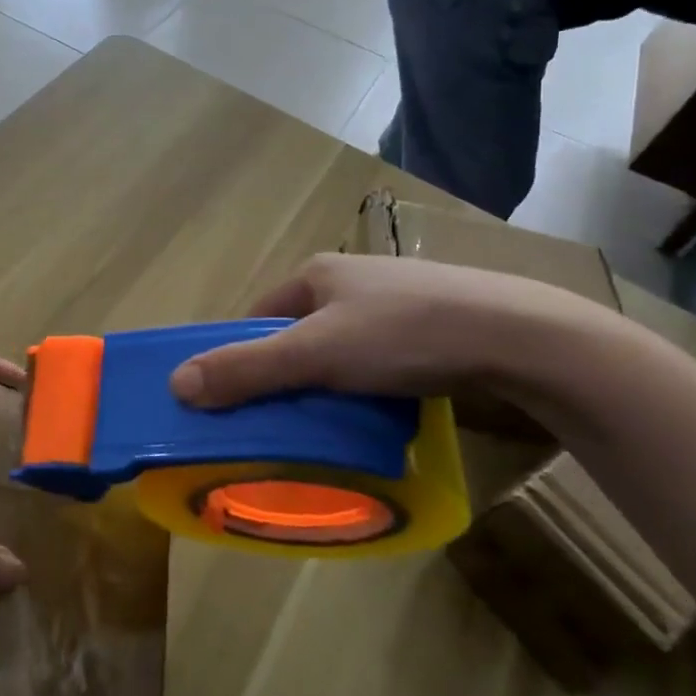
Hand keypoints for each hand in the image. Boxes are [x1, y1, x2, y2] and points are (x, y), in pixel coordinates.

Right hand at [168, 253, 603, 407]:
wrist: (519, 335)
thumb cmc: (403, 334)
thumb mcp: (316, 354)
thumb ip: (247, 369)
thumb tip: (176, 384)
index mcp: (317, 272)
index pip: (258, 316)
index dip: (243, 357)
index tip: (240, 402)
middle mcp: (352, 279)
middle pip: (298, 333)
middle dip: (287, 375)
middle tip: (285, 421)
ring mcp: (394, 300)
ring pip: (340, 348)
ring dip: (329, 383)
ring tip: (332, 423)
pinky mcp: (430, 324)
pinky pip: (378, 358)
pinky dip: (368, 384)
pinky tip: (381, 409)